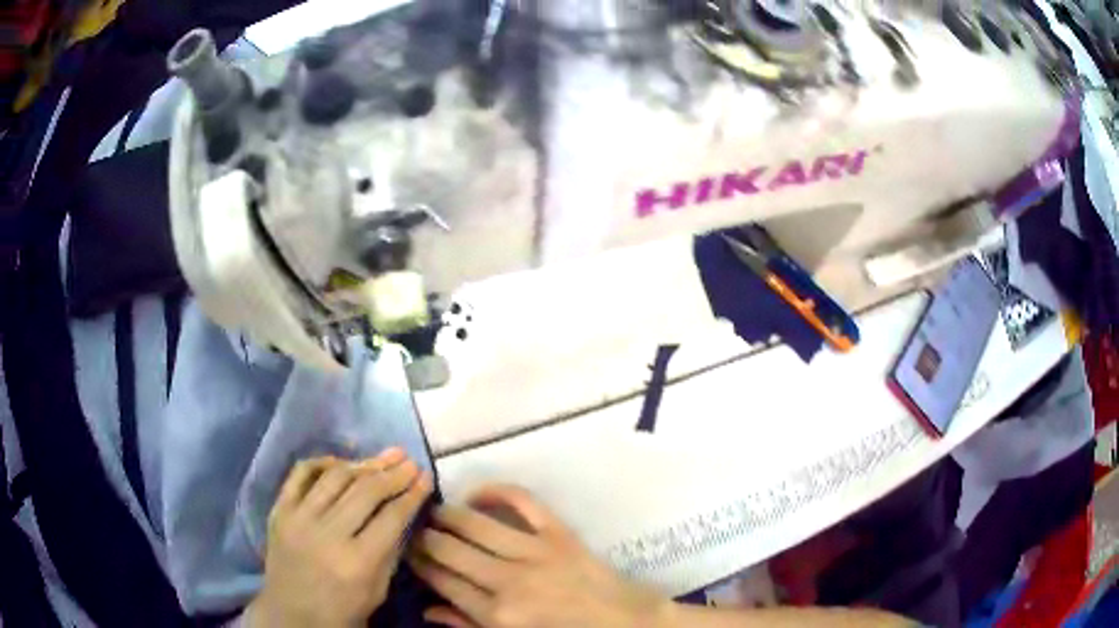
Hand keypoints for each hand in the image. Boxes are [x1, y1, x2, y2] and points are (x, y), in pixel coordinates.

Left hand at [246, 450, 433, 627]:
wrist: (291, 615)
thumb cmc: (342, 611)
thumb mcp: (378, 590)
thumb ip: (390, 550)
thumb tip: (403, 511)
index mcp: (358, 562)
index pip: (391, 517)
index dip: (412, 494)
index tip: (426, 477)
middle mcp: (327, 535)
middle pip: (366, 491)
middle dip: (393, 474)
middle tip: (410, 462)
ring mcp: (298, 519)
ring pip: (335, 477)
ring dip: (364, 463)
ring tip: (384, 457)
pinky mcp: (279, 510)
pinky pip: (300, 474)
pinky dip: (322, 462)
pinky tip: (342, 462)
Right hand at [410, 485, 667, 627]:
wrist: (624, 622)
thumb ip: (469, 626)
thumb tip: (428, 610)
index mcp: (498, 615)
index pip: (442, 581)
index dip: (418, 564)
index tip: (407, 553)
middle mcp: (510, 581)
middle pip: (449, 550)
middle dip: (423, 538)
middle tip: (414, 531)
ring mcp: (536, 552)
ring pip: (475, 524)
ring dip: (447, 514)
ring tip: (433, 511)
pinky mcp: (560, 532)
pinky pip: (523, 501)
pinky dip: (496, 491)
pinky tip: (476, 494)